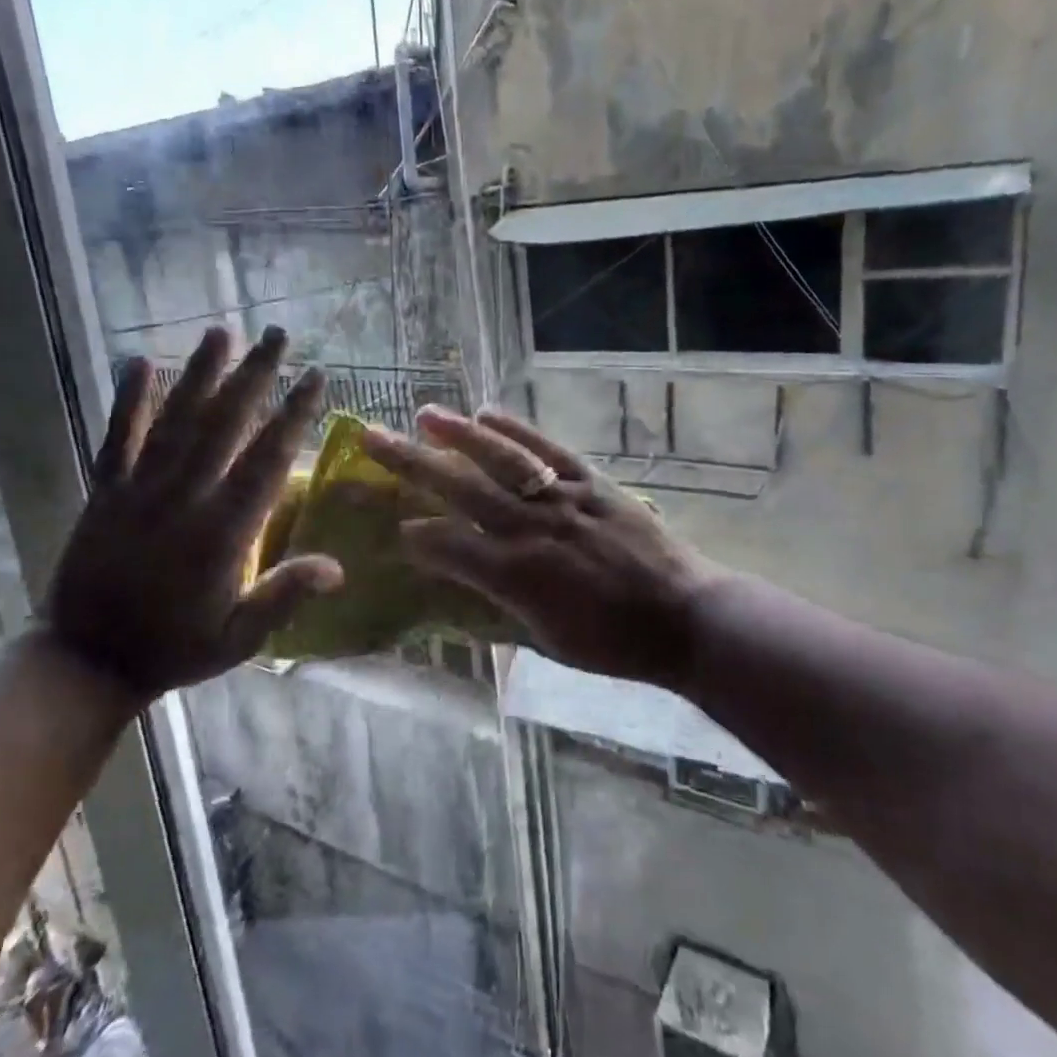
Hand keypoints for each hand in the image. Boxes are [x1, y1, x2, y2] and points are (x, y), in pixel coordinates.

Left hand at [47, 328, 343, 701]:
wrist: (86, 660)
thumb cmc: (174, 648)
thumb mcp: (239, 638)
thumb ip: (284, 596)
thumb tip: (338, 567)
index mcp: (222, 532)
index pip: (267, 459)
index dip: (294, 414)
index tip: (314, 377)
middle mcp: (183, 498)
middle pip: (224, 424)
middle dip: (255, 375)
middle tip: (278, 335)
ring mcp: (139, 490)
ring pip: (176, 420)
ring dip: (200, 373)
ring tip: (221, 332)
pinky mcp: (105, 492)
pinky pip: (117, 438)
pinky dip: (128, 400)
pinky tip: (138, 362)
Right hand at [361, 407, 713, 691]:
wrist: (683, 617)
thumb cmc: (612, 642)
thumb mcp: (546, 638)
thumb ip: (500, 603)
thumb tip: (464, 577)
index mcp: (516, 575)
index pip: (447, 546)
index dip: (415, 535)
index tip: (394, 526)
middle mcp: (530, 528)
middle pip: (460, 489)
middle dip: (411, 464)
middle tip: (373, 438)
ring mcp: (562, 499)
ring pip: (501, 459)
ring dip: (459, 435)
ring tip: (425, 415)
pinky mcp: (591, 483)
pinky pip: (547, 450)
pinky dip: (517, 430)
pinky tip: (488, 414)